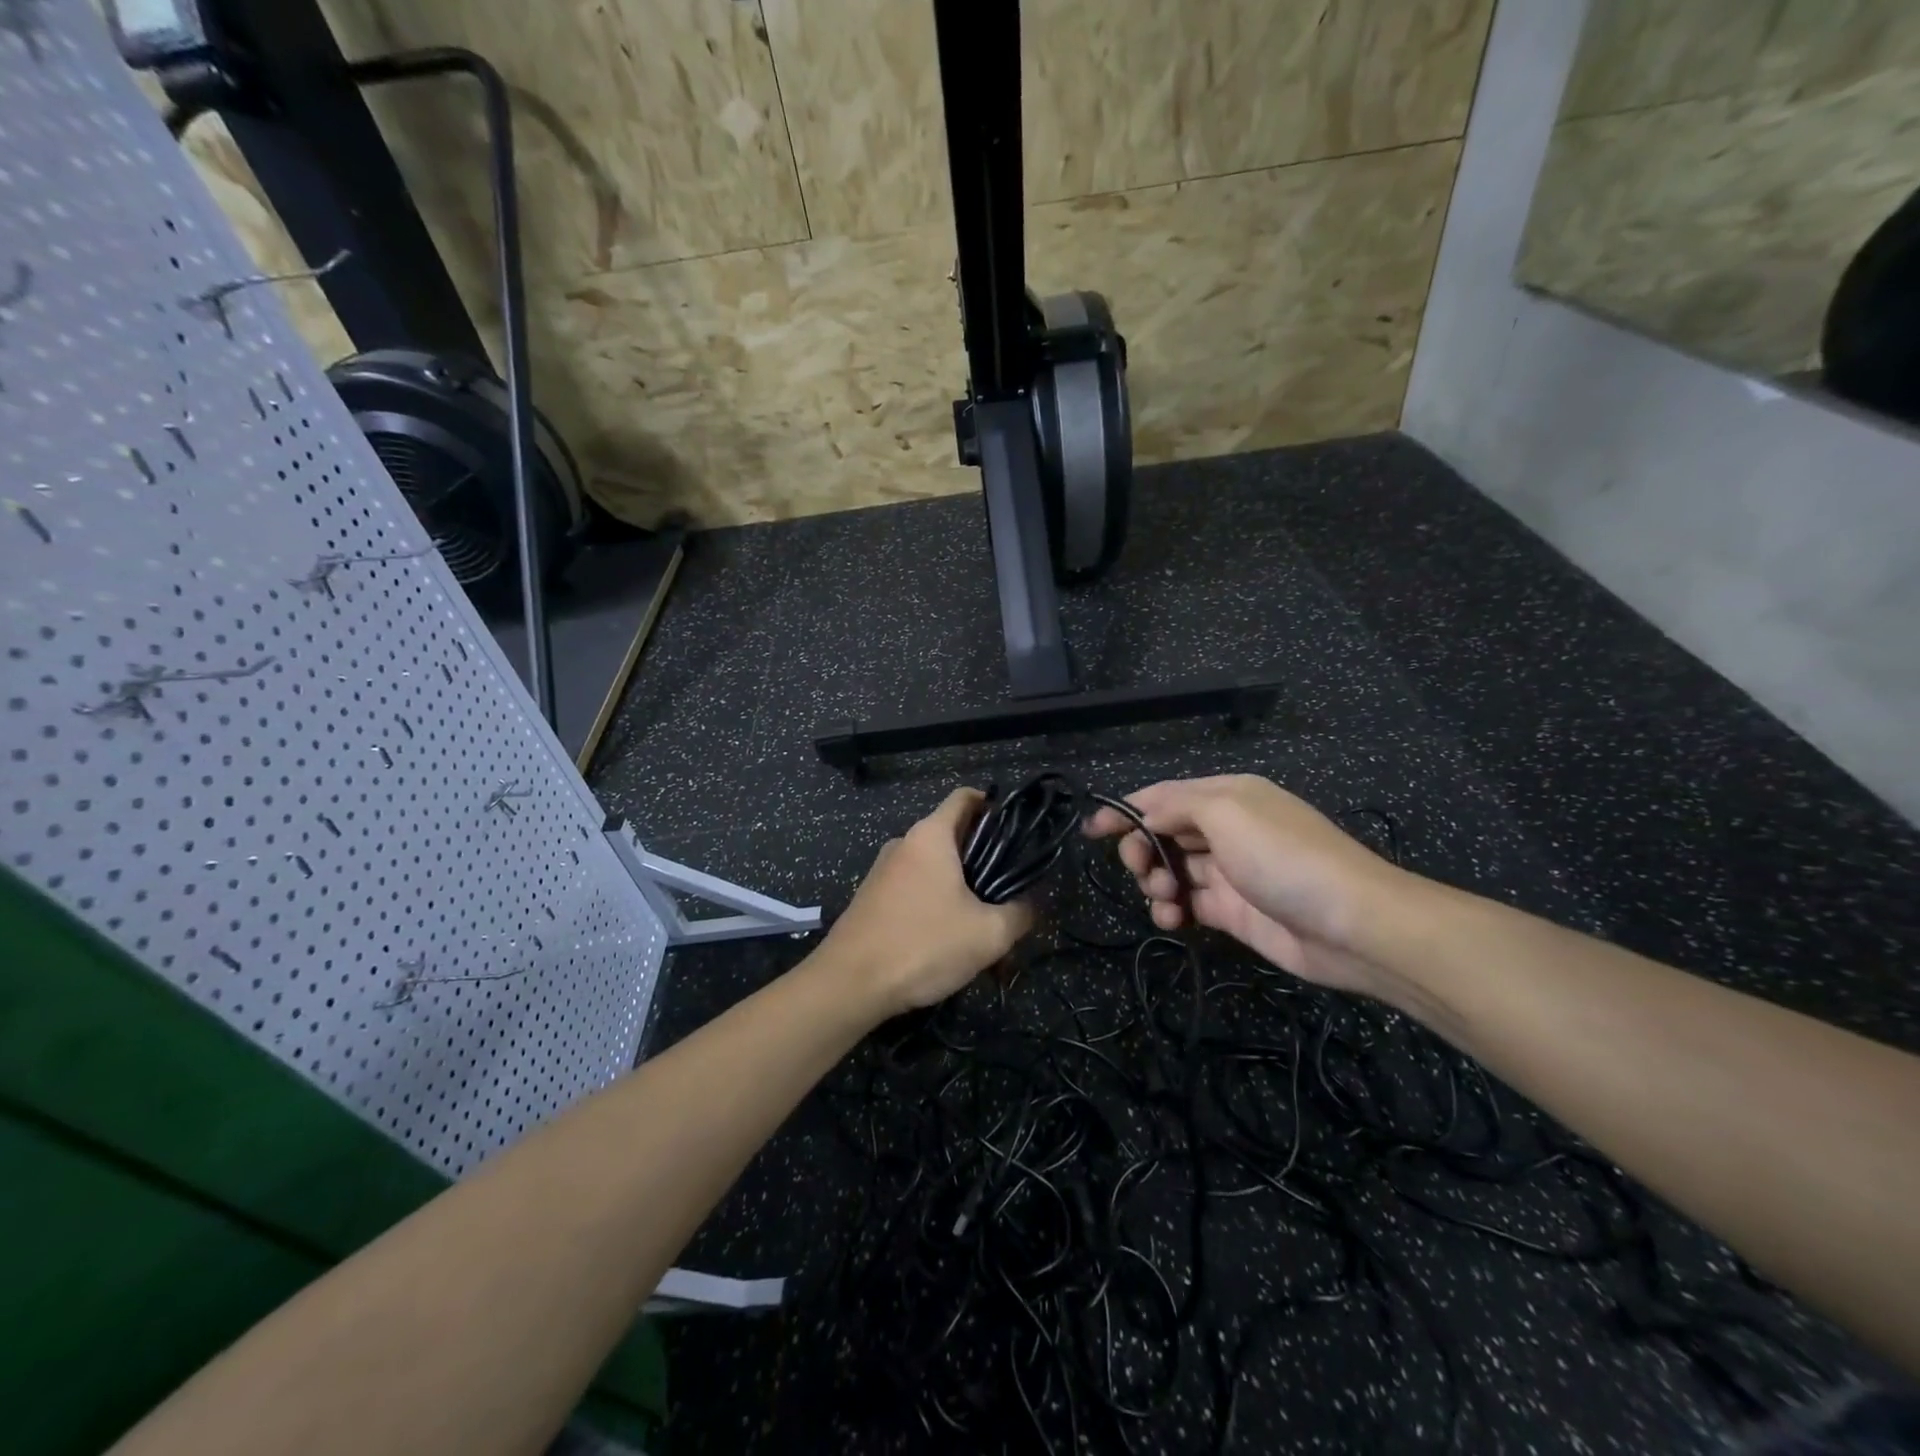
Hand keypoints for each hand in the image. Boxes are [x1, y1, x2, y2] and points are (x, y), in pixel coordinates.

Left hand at [827, 788, 1035, 1014]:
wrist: (849, 984)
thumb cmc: (923, 945)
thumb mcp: (988, 934)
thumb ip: (1019, 914)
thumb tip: (1029, 906)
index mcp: (930, 836)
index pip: (965, 798)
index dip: (994, 805)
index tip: (1017, 830)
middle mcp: (904, 843)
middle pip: (952, 836)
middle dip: (983, 860)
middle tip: (1009, 891)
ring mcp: (883, 871)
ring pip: (934, 869)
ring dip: (960, 890)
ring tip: (982, 926)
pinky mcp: (872, 898)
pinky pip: (914, 891)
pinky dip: (936, 906)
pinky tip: (948, 942)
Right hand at [1083, 775, 1415, 998]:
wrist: (1350, 924)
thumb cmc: (1283, 856)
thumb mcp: (1227, 812)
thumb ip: (1176, 805)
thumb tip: (1144, 817)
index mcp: (1227, 796)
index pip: (1163, 796)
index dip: (1125, 810)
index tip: (1091, 831)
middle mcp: (1226, 829)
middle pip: (1162, 833)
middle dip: (1141, 849)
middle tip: (1141, 869)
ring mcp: (1229, 872)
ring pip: (1171, 870)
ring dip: (1155, 883)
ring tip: (1165, 898)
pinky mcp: (1232, 912)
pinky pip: (1187, 904)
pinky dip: (1171, 910)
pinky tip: (1172, 919)